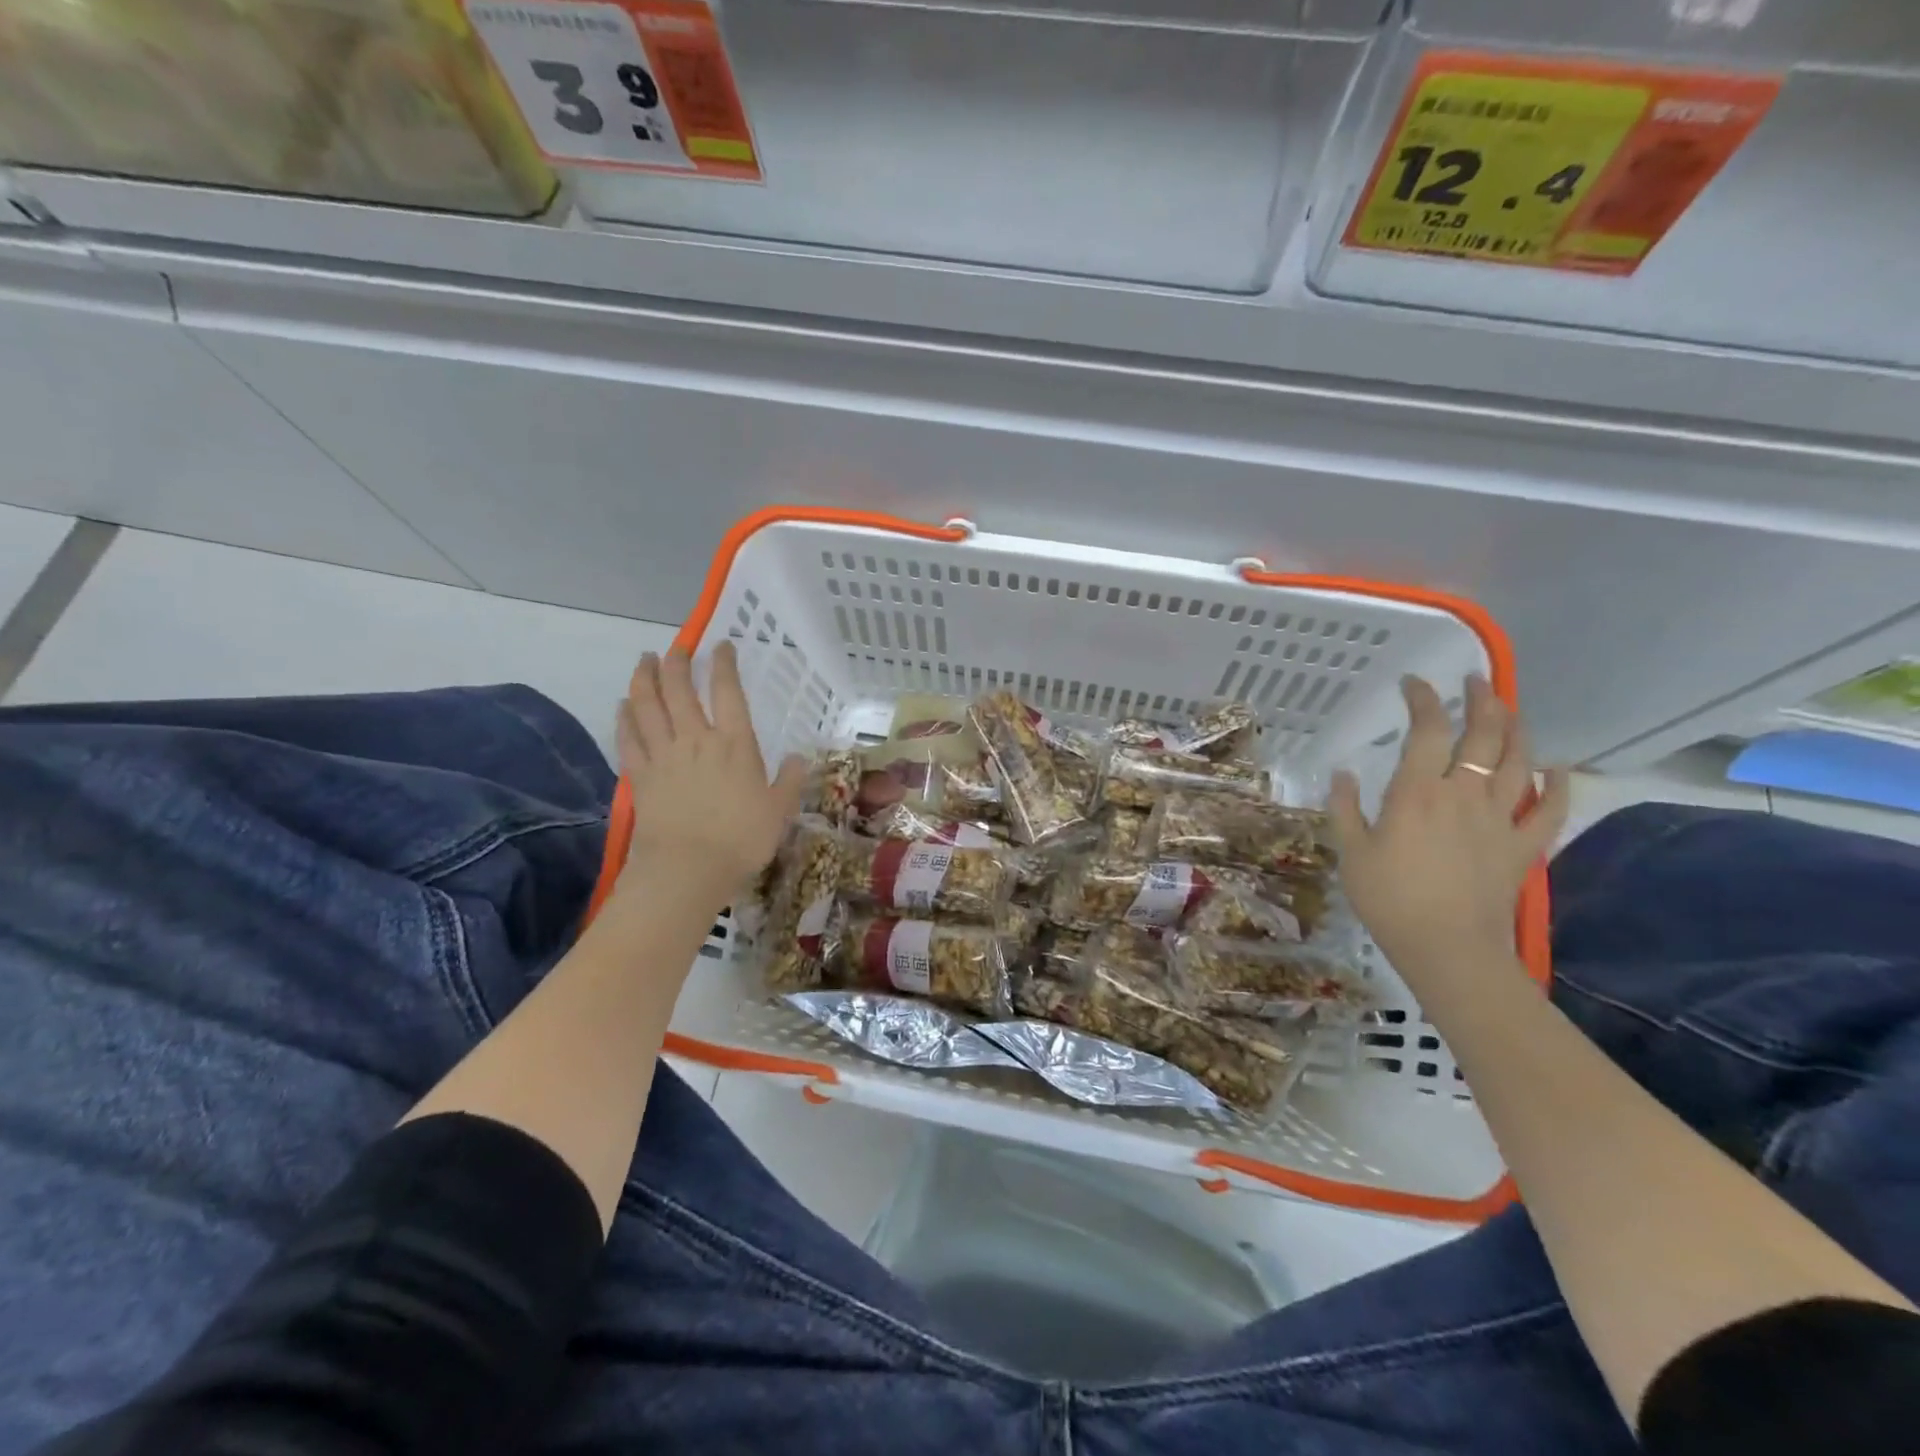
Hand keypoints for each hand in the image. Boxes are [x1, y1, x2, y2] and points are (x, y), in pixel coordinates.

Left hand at [614, 643, 807, 903]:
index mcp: (734, 744)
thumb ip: (789, 781)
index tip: (721, 645)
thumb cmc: (741, 840)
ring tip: (645, 661)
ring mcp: (664, 755)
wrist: (687, 869)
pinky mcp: (640, 776)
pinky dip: (624, 717)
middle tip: (677, 647)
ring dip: (645, 679)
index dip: (724, 664)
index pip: (728, 692)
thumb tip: (798, 758)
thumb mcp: (779, 811)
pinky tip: (623, 706)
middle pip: (680, 690)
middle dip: (677, 662)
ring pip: (648, 706)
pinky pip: (629, 738)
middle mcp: (696, 739)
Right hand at [1327, 674, 1567, 975]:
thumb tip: (1344, 773)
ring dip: (1516, 729)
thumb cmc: (1389, 899)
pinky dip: (1557, 784)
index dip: (1422, 699)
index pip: (1427, 730)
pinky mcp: (1523, 846)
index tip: (1413, 683)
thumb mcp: (1351, 852)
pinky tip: (1557, 768)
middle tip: (1475, 681)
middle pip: (1484, 735)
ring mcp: (1500, 819)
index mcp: (1417, 792)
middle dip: (1482, 700)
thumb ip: (1345, 808)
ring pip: (1519, 761)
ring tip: (1509, 709)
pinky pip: (1549, 809)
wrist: (1448, 949)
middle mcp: (1464, 794)